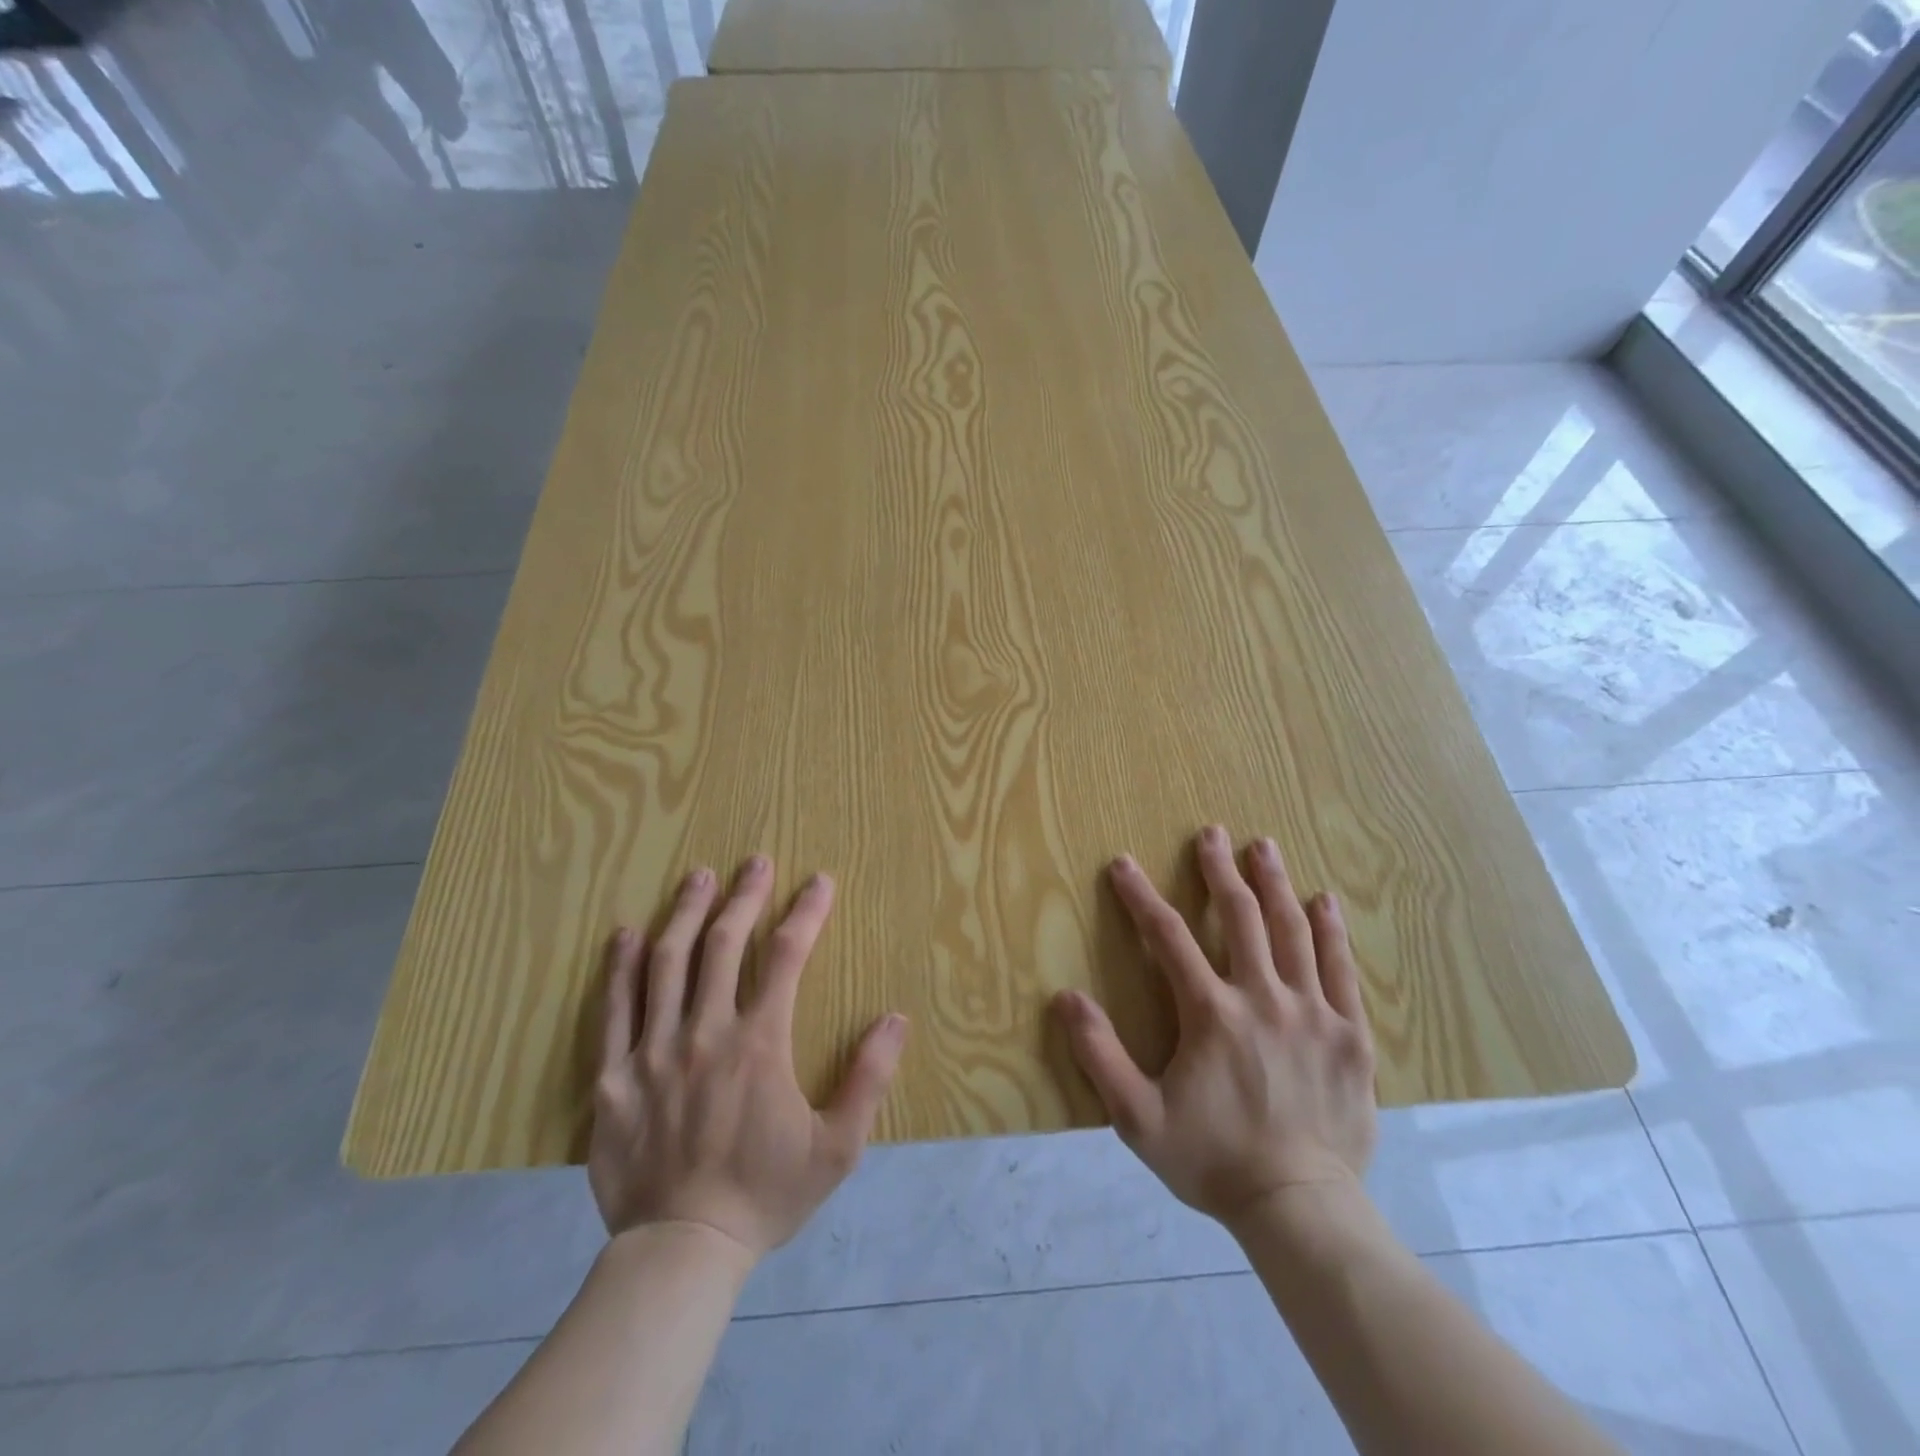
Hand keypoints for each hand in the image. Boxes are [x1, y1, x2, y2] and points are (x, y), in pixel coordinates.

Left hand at [588, 857, 908, 1259]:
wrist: (681, 1251)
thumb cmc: (765, 1195)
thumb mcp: (837, 1148)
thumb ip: (869, 1079)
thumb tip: (896, 1019)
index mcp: (760, 1044)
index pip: (786, 957)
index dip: (806, 912)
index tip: (819, 882)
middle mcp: (705, 1033)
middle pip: (723, 945)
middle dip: (744, 896)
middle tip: (756, 861)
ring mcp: (653, 1051)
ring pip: (667, 963)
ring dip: (686, 913)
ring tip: (699, 877)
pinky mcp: (613, 1076)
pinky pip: (613, 1008)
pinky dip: (620, 966)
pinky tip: (627, 933)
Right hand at [1053, 826, 1376, 1230]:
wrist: (1300, 1208)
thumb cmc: (1213, 1160)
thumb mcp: (1138, 1118)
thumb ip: (1099, 1055)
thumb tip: (1065, 998)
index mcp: (1211, 1013)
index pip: (1168, 936)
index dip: (1140, 896)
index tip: (1123, 864)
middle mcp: (1263, 998)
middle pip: (1241, 917)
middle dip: (1220, 870)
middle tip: (1212, 834)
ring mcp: (1312, 1012)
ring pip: (1292, 931)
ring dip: (1274, 884)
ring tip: (1264, 846)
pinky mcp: (1349, 1034)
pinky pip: (1341, 969)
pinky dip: (1331, 931)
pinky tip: (1324, 900)